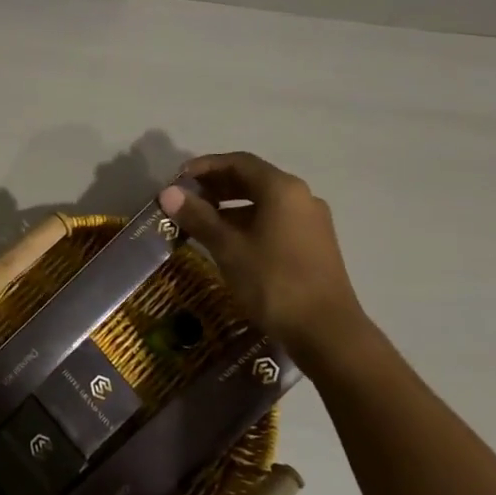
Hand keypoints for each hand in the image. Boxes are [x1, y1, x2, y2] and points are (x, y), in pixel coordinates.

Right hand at [158, 152, 371, 369]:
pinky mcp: (315, 244)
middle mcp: (301, 197)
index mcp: (282, 189)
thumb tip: (167, 193)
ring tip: (202, 222)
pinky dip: (249, 222)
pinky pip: (275, 220)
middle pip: (252, 179)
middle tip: (186, 200)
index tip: (178, 179)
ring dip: (231, 206)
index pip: (238, 162)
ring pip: (264, 202)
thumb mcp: (228, 248)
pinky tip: (229, 243)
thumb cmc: (274, 283)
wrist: (328, 333)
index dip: (205, 166)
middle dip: (216, 186)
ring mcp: (311, 221)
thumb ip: (198, 217)